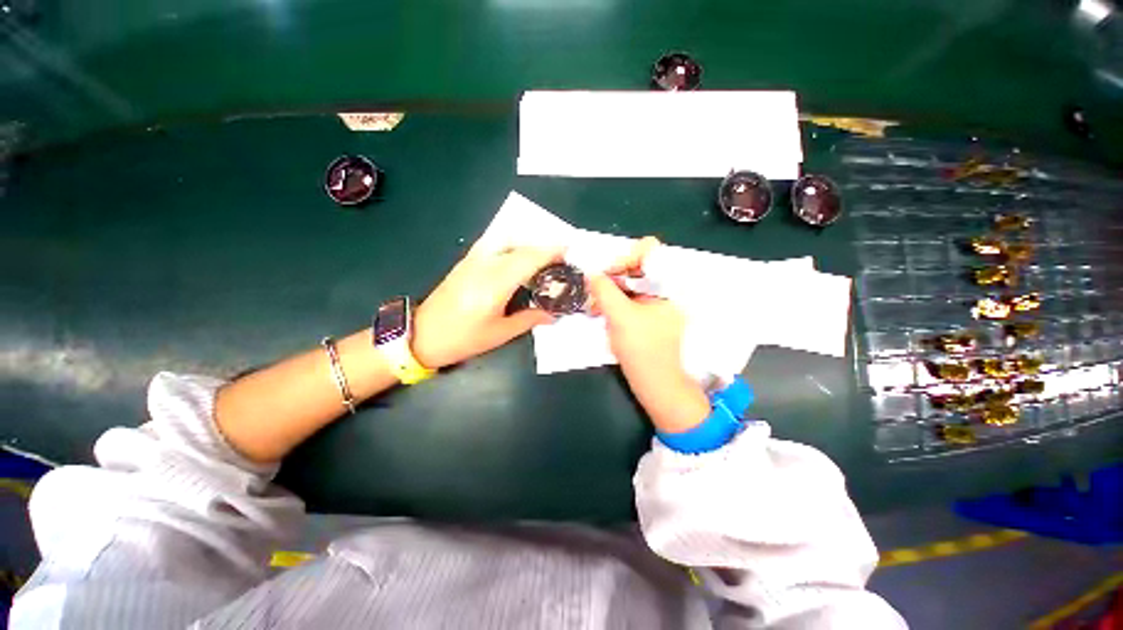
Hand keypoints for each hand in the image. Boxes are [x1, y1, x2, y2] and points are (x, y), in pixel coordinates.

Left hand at [411, 245, 562, 368]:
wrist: (422, 335)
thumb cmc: (463, 338)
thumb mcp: (500, 333)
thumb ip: (529, 319)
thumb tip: (553, 314)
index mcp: (495, 284)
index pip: (529, 259)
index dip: (550, 251)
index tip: (568, 250)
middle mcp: (485, 265)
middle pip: (521, 248)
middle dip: (544, 248)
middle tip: (561, 258)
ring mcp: (473, 260)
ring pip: (507, 242)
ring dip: (528, 244)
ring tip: (543, 256)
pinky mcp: (466, 261)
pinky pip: (494, 244)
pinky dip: (511, 243)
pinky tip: (518, 253)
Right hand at [589, 238, 707, 433]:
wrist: (657, 384)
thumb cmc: (643, 349)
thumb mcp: (621, 316)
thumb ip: (604, 290)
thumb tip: (590, 272)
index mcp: (668, 284)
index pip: (647, 251)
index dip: (624, 258)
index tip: (606, 275)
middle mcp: (665, 288)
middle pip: (635, 267)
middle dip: (612, 276)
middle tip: (594, 290)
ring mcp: (656, 302)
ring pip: (630, 283)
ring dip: (610, 290)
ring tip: (594, 304)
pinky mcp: (648, 314)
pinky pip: (629, 298)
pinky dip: (614, 301)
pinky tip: (600, 311)